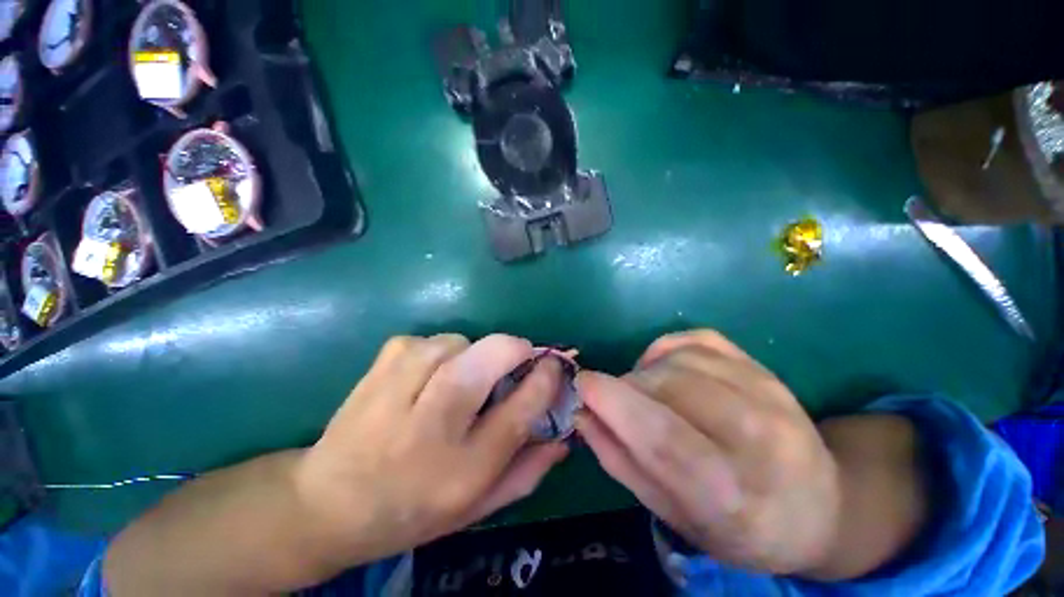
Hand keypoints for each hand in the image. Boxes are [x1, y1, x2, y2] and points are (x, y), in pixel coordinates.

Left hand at [296, 334, 568, 565]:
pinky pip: (430, 340)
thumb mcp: (478, 507)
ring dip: (473, 353)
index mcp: (462, 469)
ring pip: (459, 342)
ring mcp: (399, 388)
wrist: (328, 504)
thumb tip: (563, 434)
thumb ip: (527, 471)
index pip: (521, 408)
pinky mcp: (381, 365)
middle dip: (515, 349)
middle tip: (520, 358)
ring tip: (463, 377)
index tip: (554, 365)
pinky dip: (441, 351)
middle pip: (489, 358)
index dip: (546, 378)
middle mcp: (431, 425)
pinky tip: (428, 376)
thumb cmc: (414, 510)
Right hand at [575, 330, 840, 574]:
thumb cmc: (741, 527)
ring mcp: (769, 392)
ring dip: (645, 373)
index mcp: (734, 494)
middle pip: (665, 387)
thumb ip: (622, 461)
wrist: (821, 507)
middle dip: (625, 389)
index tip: (581, 385)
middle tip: (617, 405)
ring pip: (677, 360)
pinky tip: (667, 372)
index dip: (612, 403)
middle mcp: (759, 436)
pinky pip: (696, 340)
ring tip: (648, 396)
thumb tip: (582, 413)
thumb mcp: (674, 515)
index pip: (662, 437)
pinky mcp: (765, 367)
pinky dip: (667, 351)